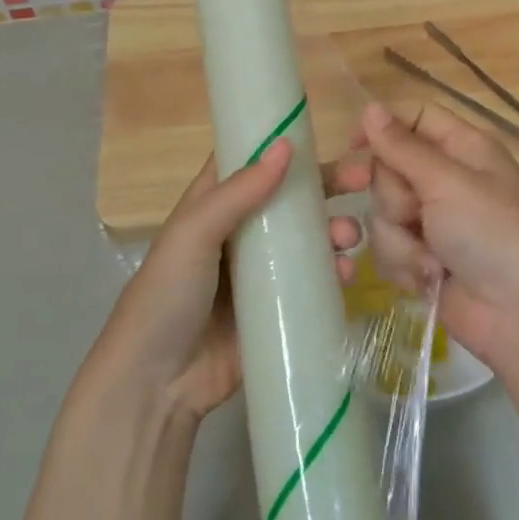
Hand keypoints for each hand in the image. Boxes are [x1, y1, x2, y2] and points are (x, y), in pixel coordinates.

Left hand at [89, 140, 363, 422]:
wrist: (155, 383)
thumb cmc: (167, 296)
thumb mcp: (193, 234)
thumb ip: (238, 192)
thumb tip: (287, 146)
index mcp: (212, 208)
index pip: (251, 164)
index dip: (285, 147)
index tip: (325, 136)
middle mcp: (238, 235)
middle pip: (288, 200)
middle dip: (325, 188)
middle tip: (362, 182)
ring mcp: (258, 275)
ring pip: (305, 241)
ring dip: (333, 232)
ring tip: (350, 237)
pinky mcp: (275, 311)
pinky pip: (311, 284)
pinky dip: (332, 275)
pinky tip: (347, 274)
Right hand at [333, 101, 518, 370]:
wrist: (518, 315)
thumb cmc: (492, 234)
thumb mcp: (448, 182)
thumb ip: (403, 146)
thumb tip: (370, 106)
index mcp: (464, 149)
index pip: (415, 119)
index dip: (383, 129)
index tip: (353, 145)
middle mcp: (447, 180)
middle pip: (389, 168)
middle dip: (394, 197)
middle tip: (411, 212)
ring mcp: (433, 221)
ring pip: (383, 211)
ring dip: (400, 237)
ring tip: (432, 258)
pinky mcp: (422, 257)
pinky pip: (388, 246)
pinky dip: (405, 263)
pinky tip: (430, 277)